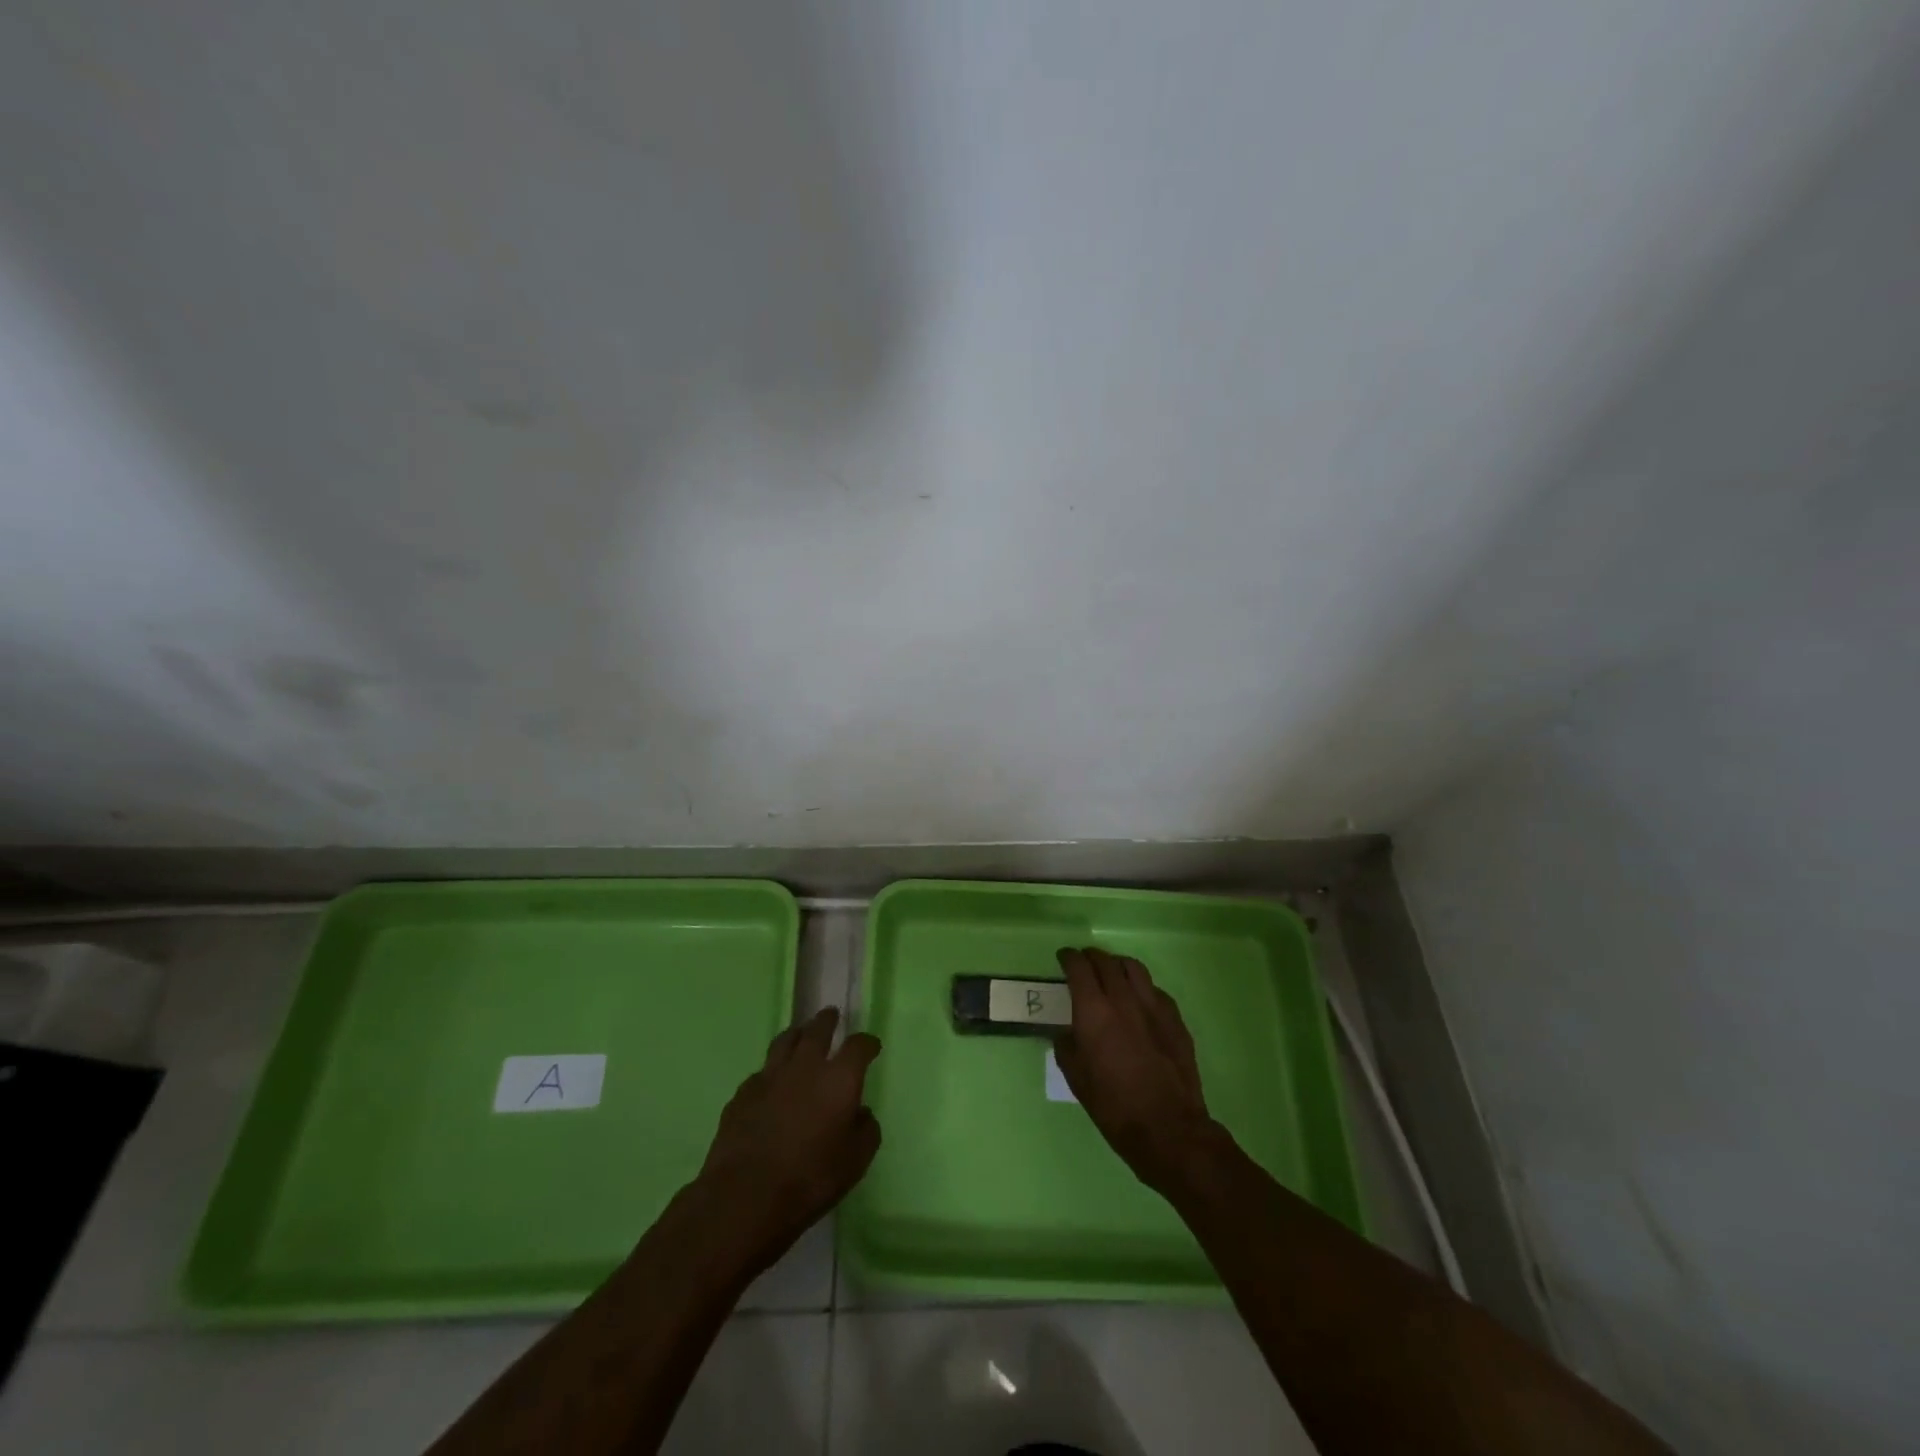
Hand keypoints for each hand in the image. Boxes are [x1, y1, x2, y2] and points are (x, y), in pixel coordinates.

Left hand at [693, 1007, 881, 1270]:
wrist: (744, 1196)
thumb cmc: (809, 1180)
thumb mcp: (855, 1163)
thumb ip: (865, 1131)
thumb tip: (861, 1113)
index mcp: (839, 1079)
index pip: (858, 1046)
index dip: (867, 1043)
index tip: (871, 1046)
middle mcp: (805, 1067)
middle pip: (817, 1030)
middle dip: (827, 1021)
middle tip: (831, 1016)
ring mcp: (770, 1076)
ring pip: (785, 1041)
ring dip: (797, 1034)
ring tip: (801, 1033)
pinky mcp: (743, 1093)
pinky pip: (762, 1071)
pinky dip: (772, 1070)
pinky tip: (772, 1081)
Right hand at [1053, 947, 1218, 1192]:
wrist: (1168, 1128)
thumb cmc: (1114, 1106)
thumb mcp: (1076, 1079)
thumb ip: (1066, 1047)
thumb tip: (1066, 1033)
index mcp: (1094, 1010)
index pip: (1079, 968)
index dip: (1068, 958)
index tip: (1063, 958)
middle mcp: (1123, 999)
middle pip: (1106, 961)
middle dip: (1091, 957)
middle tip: (1083, 962)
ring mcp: (1153, 1006)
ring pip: (1134, 968)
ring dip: (1117, 964)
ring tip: (1111, 972)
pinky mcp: (1175, 1019)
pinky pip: (1155, 990)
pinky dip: (1141, 987)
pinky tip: (1139, 1000)